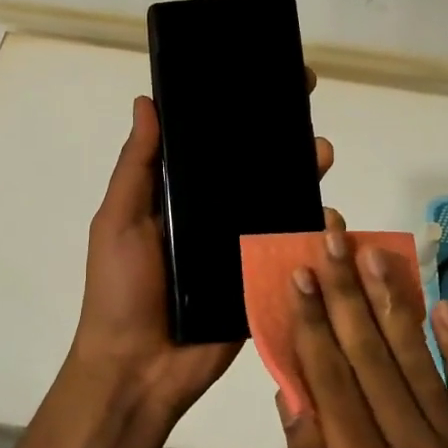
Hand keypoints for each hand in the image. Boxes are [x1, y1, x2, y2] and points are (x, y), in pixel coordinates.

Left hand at [68, 87, 333, 421]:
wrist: (139, 371)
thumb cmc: (121, 291)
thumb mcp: (119, 221)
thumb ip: (137, 167)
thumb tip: (147, 102)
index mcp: (178, 196)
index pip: (211, 143)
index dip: (234, 110)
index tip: (257, 76)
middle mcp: (213, 214)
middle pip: (253, 166)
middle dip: (278, 133)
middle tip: (303, 100)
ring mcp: (240, 246)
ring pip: (278, 201)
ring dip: (301, 173)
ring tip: (319, 150)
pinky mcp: (261, 279)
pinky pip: (291, 248)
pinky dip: (312, 228)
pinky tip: (328, 209)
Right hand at [278, 220, 447, 447]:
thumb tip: (292, 391)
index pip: (331, 378)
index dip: (312, 320)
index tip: (299, 271)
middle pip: (373, 354)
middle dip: (346, 290)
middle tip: (333, 237)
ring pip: (420, 360)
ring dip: (395, 300)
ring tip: (375, 251)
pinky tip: (442, 304)